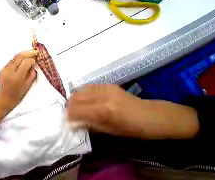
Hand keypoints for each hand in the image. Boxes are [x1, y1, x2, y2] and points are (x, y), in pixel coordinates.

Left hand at [0, 50, 37, 138]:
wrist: (4, 98)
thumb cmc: (18, 93)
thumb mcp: (28, 84)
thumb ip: (32, 73)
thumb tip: (34, 63)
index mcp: (17, 77)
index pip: (26, 62)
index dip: (32, 59)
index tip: (36, 60)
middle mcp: (10, 71)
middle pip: (20, 57)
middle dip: (29, 53)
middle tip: (35, 51)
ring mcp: (5, 69)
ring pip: (15, 56)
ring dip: (24, 53)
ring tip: (31, 52)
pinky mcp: (2, 68)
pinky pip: (12, 60)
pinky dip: (19, 57)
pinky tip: (24, 57)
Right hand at [67, 84, 198, 139]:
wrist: (148, 115)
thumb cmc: (131, 129)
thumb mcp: (109, 131)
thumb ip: (89, 124)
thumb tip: (73, 122)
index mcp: (104, 111)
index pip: (78, 109)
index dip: (69, 114)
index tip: (66, 118)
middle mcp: (102, 95)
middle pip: (77, 96)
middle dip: (70, 104)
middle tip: (68, 111)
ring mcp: (104, 87)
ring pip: (81, 89)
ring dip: (75, 97)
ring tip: (74, 104)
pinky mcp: (107, 84)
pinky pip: (89, 86)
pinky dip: (83, 92)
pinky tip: (83, 97)